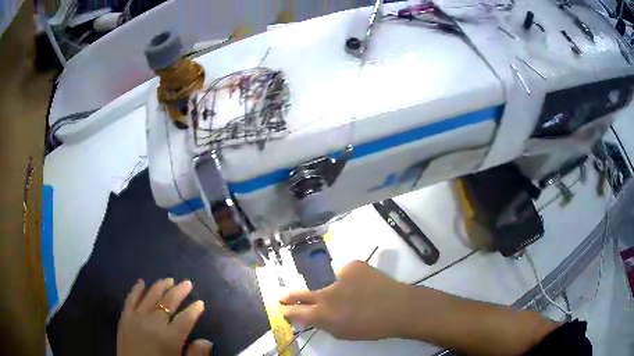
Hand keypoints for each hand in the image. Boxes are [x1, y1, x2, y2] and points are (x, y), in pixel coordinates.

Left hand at [117, 278, 212, 355]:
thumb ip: (195, 355)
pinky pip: (130, 299)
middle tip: (187, 283)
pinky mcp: (125, 318)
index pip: (185, 319)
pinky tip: (141, 282)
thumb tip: (206, 341)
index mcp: (169, 337)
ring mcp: (136, 318)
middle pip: (168, 303)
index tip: (200, 303)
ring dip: (160, 287)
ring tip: (168, 279)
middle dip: (179, 292)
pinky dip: (136, 290)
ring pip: (150, 297)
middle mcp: (153, 323)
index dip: (194, 310)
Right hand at [279, 261, 411, 339]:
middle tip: (282, 296)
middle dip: (288, 295)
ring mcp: (338, 275)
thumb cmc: (371, 327)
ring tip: (329, 290)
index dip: (287, 310)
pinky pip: (340, 271)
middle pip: (299, 292)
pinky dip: (343, 278)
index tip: (282, 308)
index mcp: (323, 315)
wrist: (399, 307)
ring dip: (319, 285)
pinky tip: (354, 284)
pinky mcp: (351, 264)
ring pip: (319, 279)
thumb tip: (310, 316)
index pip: (295, 311)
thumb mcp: (341, 332)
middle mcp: (325, 294)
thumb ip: (322, 323)